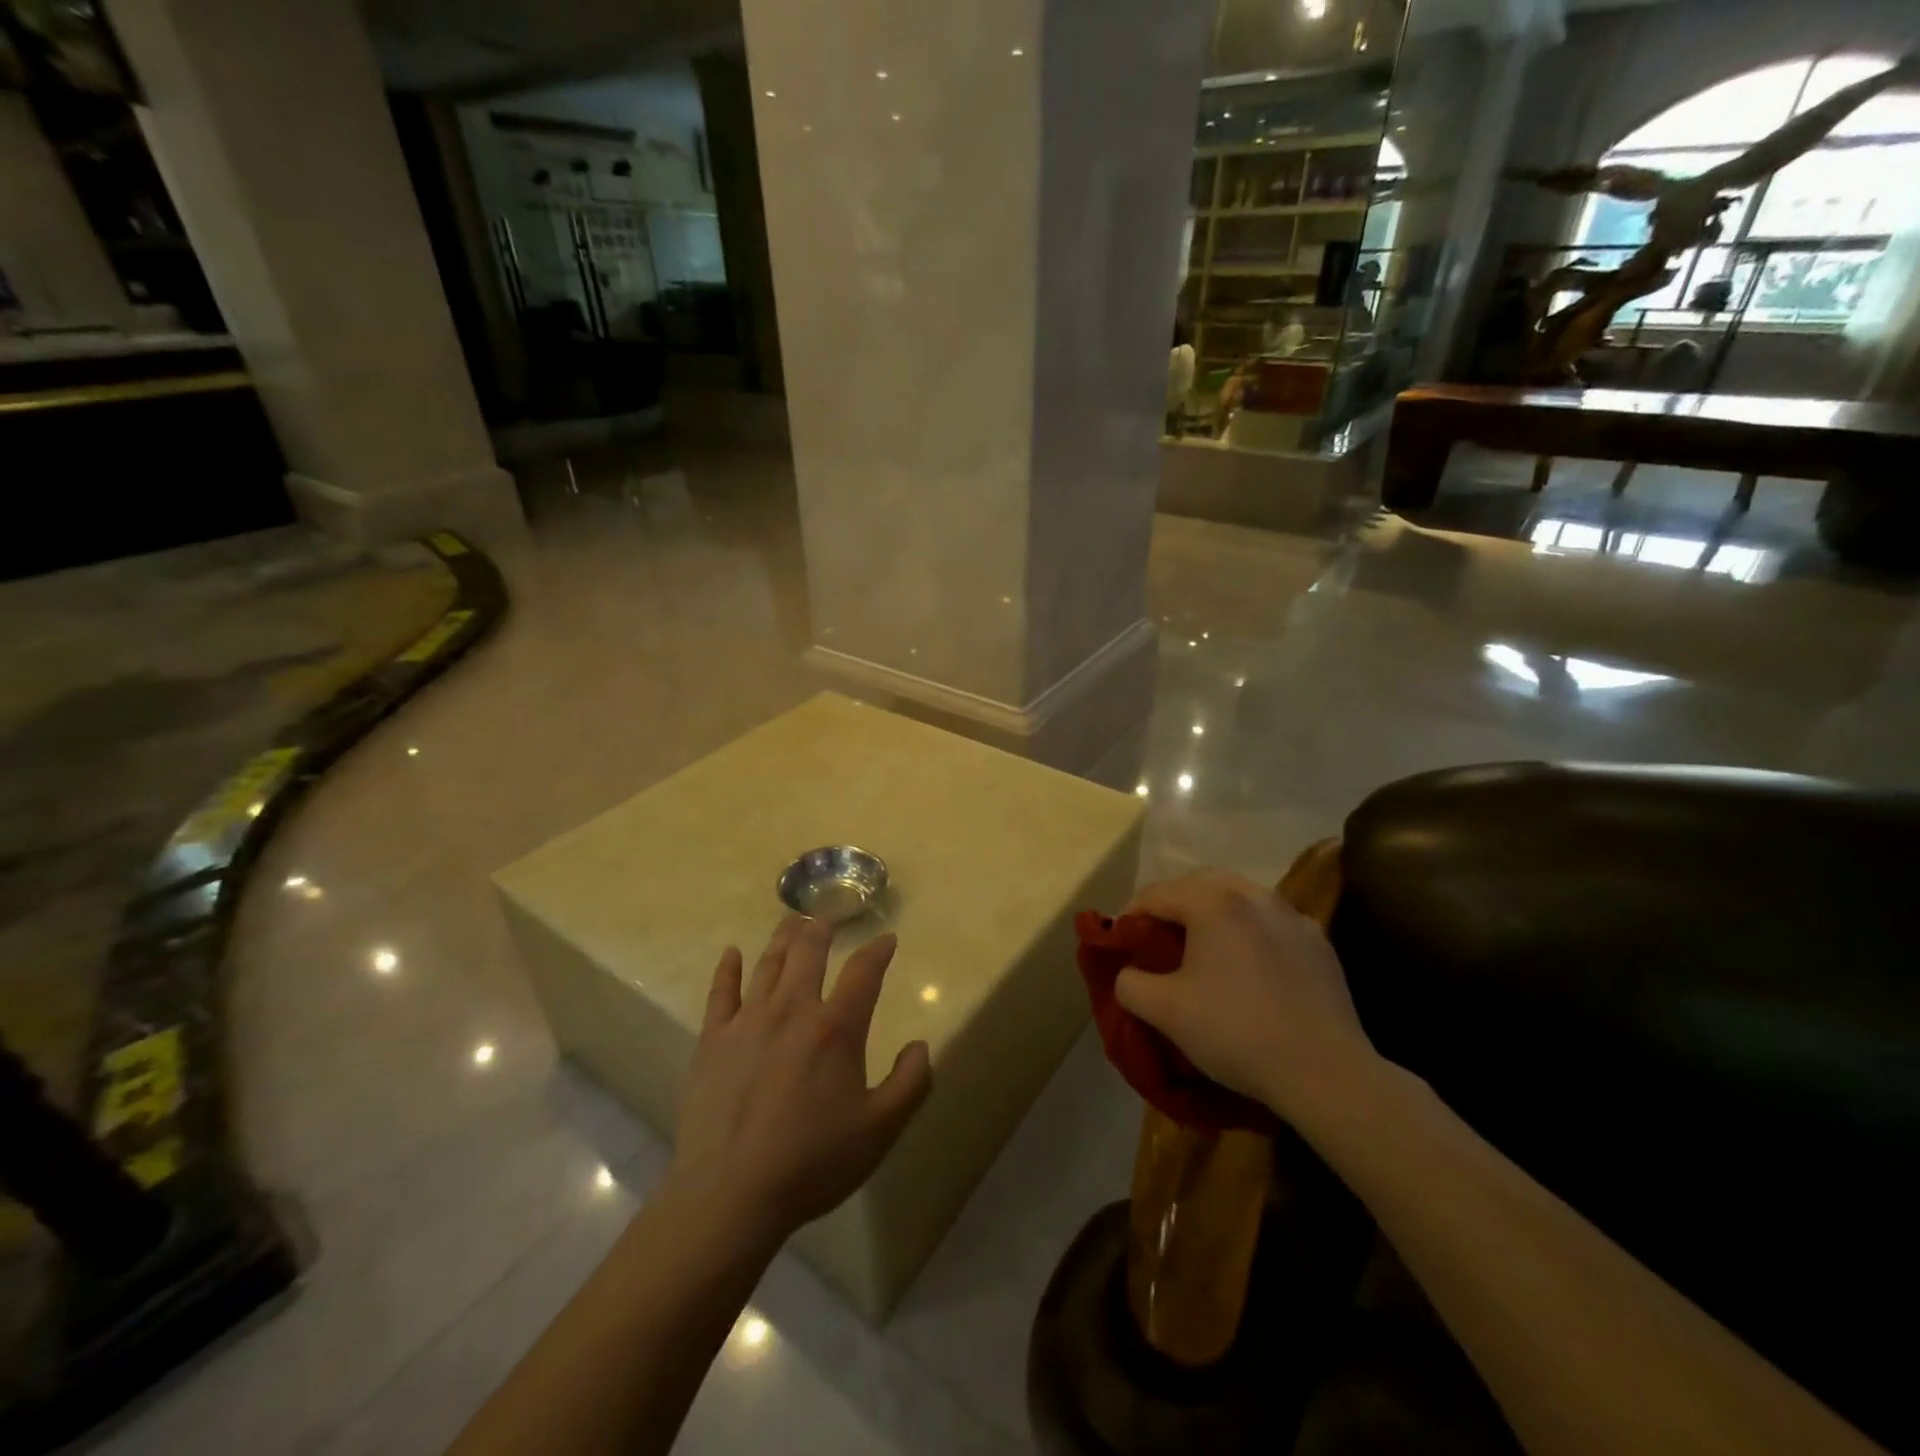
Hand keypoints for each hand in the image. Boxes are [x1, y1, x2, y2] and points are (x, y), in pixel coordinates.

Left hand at [669, 915, 932, 1245]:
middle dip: (822, 928)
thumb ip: (910, 1083)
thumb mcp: (880, 1130)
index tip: (887, 939)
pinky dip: (728, 969)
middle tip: (828, 916)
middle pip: (809, 951)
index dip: (879, 950)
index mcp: (836, 1028)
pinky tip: (732, 952)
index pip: (864, 972)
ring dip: (783, 937)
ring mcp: (748, 1021)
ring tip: (792, 920)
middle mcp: (793, 1010)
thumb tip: (920, 1046)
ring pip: (768, 963)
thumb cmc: (812, 1162)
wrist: (730, 1195)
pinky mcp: (713, 1040)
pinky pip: (721, 993)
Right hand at [1114, 870, 1378, 1125]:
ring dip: (1213, 915)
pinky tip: (1249, 969)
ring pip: (1240, 899)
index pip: (1156, 894)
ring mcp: (1293, 916)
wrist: (1325, 1072)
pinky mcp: (1318, 943)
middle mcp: (1254, 895)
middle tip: (1158, 941)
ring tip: (1203, 951)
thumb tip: (1130, 973)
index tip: (1121, 945)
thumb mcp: (1164, 1011)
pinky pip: (1271, 924)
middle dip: (1173, 907)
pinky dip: (1250, 933)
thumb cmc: (1236, 1031)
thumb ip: (1129, 983)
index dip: (1131, 917)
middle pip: (1199, 885)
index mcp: (1213, 902)